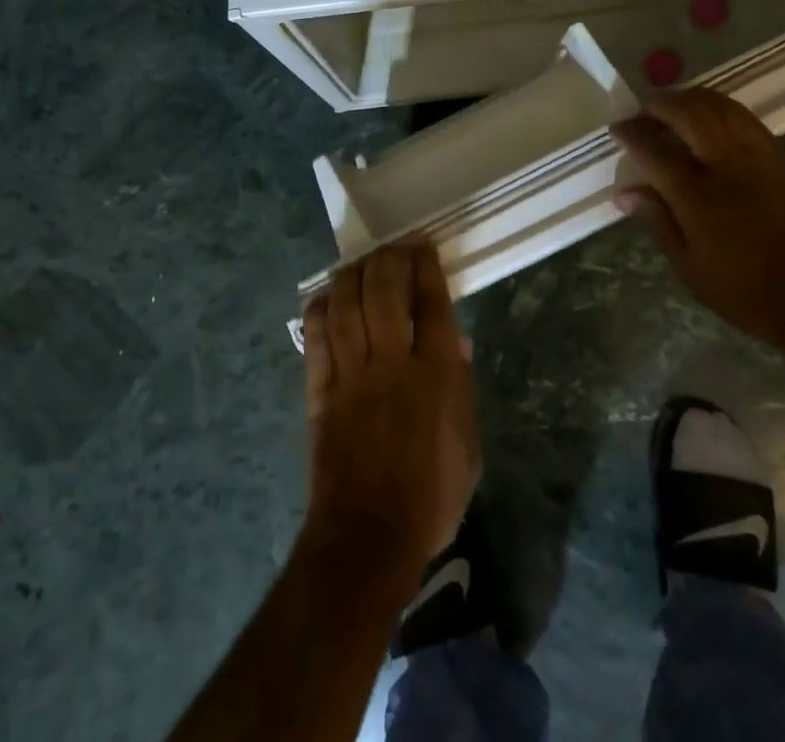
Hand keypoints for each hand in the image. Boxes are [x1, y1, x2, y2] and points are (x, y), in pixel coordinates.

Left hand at [301, 243, 480, 577]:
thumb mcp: (468, 446)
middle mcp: (392, 363)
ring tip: (361, 262)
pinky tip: (326, 296)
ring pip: (346, 305)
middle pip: (384, 291)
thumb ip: (463, 388)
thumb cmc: (430, 496)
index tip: (423, 246)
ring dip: (353, 274)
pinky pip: (316, 338)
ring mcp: (352, 374)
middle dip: (389, 258)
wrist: (369, 537)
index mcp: (435, 375)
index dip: (426, 266)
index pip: (430, 302)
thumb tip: (456, 340)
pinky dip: (320, 310)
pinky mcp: (320, 390)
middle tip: (394, 247)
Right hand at [612, 88, 784, 348]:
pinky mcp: (781, 158)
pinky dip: (720, 106)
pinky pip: (744, 117)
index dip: (632, 134)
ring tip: (672, 103)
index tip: (617, 129)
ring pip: (720, 106)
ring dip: (691, 97)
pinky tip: (709, 115)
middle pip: (689, 114)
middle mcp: (727, 166)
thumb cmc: (748, 291)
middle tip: (642, 109)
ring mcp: (758, 157)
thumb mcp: (690, 267)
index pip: (655, 150)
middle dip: (660, 104)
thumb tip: (624, 193)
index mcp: (698, 197)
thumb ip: (657, 222)